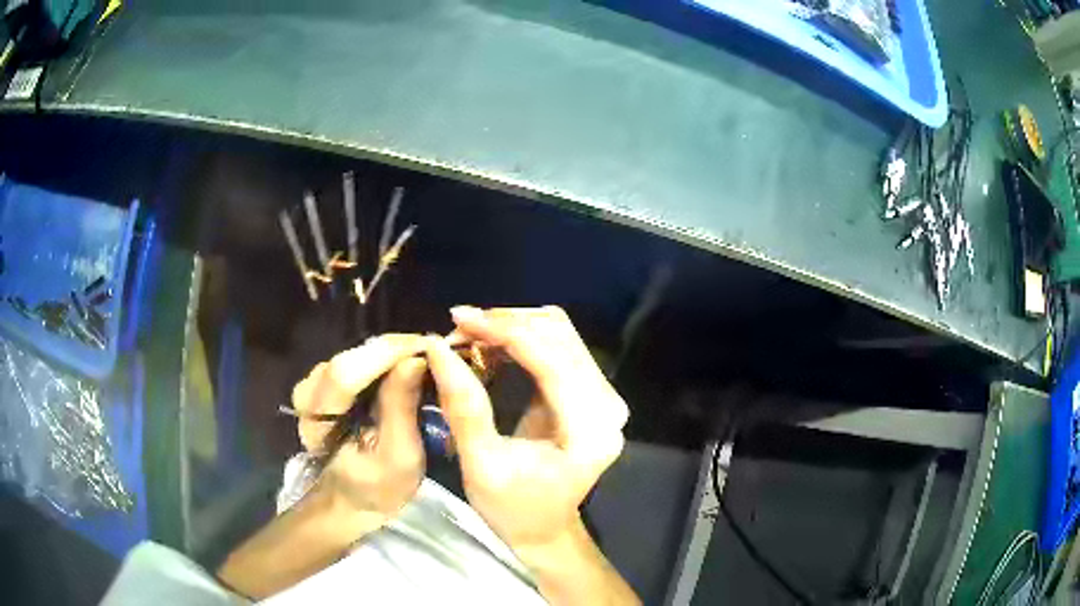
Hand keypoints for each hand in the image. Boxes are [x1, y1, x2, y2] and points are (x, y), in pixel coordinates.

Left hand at [290, 334, 429, 518]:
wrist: (351, 499)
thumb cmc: (378, 486)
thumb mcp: (400, 456)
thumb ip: (402, 407)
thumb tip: (416, 358)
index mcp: (319, 419)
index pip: (346, 372)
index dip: (388, 354)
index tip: (430, 348)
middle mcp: (309, 392)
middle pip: (351, 356)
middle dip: (396, 349)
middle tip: (435, 353)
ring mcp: (314, 384)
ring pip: (355, 352)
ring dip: (392, 352)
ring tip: (425, 360)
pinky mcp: (324, 381)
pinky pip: (357, 358)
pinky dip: (384, 358)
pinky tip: (405, 366)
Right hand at [426, 306, 627, 550]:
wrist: (543, 527)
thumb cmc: (512, 508)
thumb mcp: (482, 465)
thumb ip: (465, 407)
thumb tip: (438, 348)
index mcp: (589, 430)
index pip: (551, 360)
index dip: (503, 332)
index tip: (458, 319)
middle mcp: (607, 405)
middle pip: (560, 336)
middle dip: (506, 324)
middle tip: (458, 330)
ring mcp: (602, 396)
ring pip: (560, 334)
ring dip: (513, 327)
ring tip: (469, 336)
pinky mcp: (589, 392)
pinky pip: (557, 347)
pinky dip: (521, 339)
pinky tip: (490, 345)